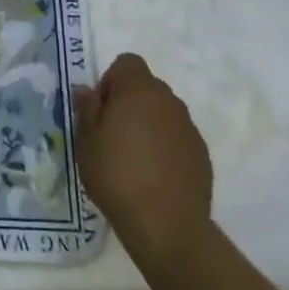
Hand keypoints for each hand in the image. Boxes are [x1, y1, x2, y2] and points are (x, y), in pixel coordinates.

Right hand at [74, 53, 213, 265]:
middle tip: (112, 135)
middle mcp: (169, 101)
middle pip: (146, 87)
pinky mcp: (202, 155)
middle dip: (129, 102)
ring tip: (133, 159)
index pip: (127, 62)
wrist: (167, 226)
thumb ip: (86, 108)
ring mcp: (189, 128)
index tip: (101, 110)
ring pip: (163, 113)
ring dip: (148, 124)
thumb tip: (86, 90)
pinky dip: (165, 147)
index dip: (111, 80)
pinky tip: (154, 176)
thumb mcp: (86, 140)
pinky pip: (177, 138)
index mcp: (139, 90)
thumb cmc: (117, 175)